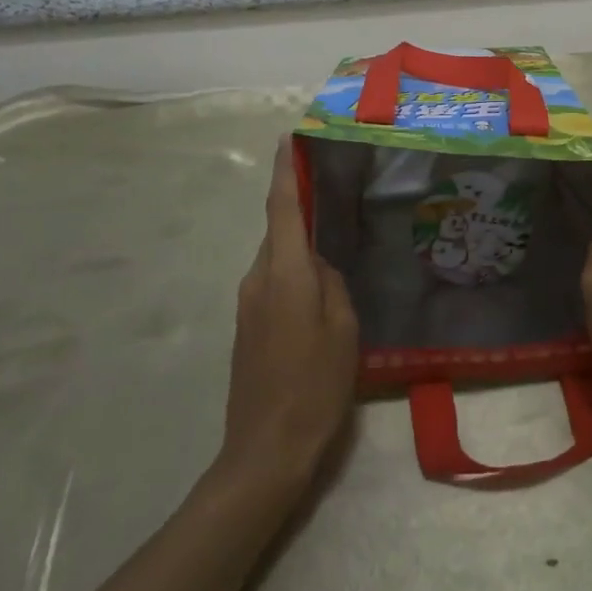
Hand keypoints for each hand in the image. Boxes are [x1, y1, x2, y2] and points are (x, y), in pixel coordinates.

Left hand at [223, 137, 359, 484]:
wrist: (265, 452)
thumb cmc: (314, 387)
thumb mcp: (343, 331)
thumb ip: (333, 285)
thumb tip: (321, 264)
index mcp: (284, 274)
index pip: (281, 208)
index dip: (284, 171)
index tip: (288, 138)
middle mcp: (258, 279)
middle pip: (278, 230)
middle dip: (300, 207)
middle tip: (336, 191)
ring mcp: (248, 304)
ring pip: (277, 257)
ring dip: (300, 243)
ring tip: (338, 238)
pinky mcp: (248, 326)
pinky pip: (274, 281)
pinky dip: (295, 271)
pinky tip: (322, 285)